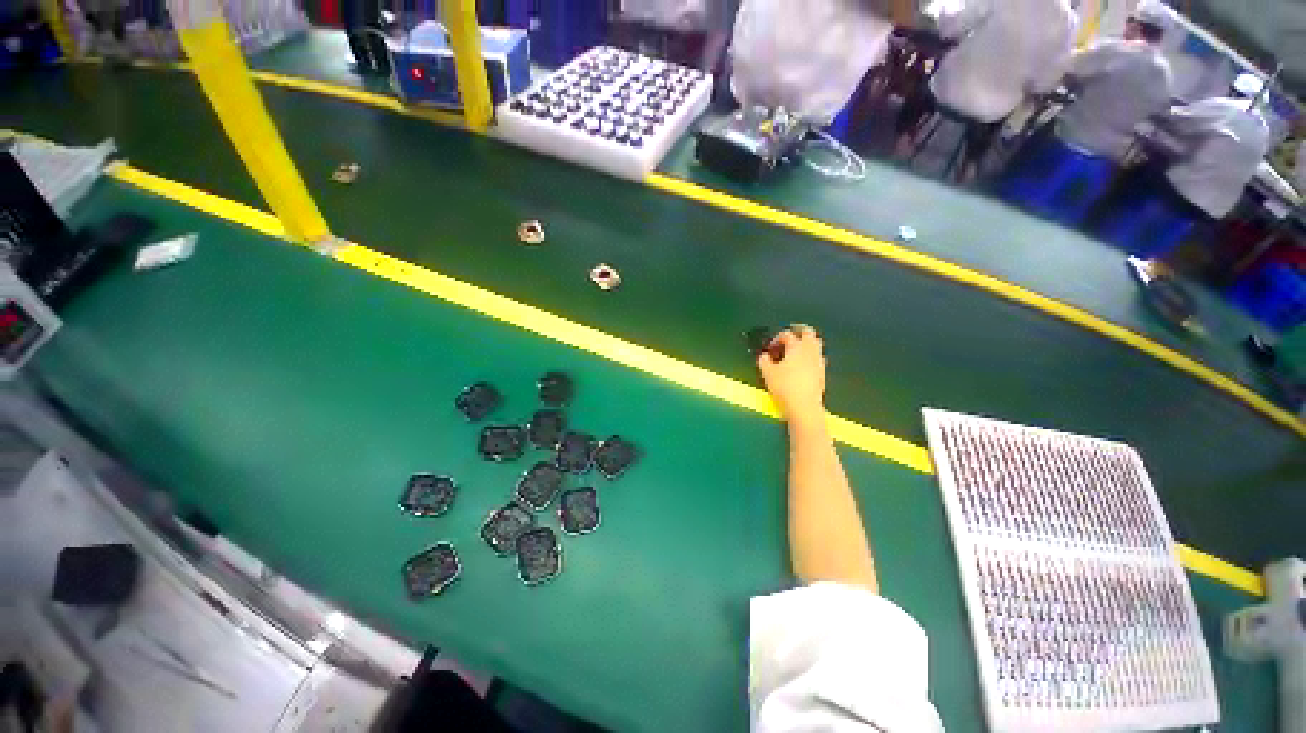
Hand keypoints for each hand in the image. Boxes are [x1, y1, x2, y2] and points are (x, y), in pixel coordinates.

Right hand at [757, 325, 825, 424]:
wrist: (804, 407)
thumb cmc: (784, 387)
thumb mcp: (767, 373)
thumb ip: (764, 360)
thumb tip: (764, 356)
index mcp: (796, 347)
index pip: (787, 335)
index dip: (776, 338)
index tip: (770, 347)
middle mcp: (810, 350)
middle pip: (808, 333)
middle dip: (798, 331)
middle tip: (790, 334)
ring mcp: (818, 361)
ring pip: (815, 344)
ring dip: (806, 343)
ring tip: (796, 349)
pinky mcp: (822, 372)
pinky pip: (817, 356)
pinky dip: (810, 355)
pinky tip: (802, 364)